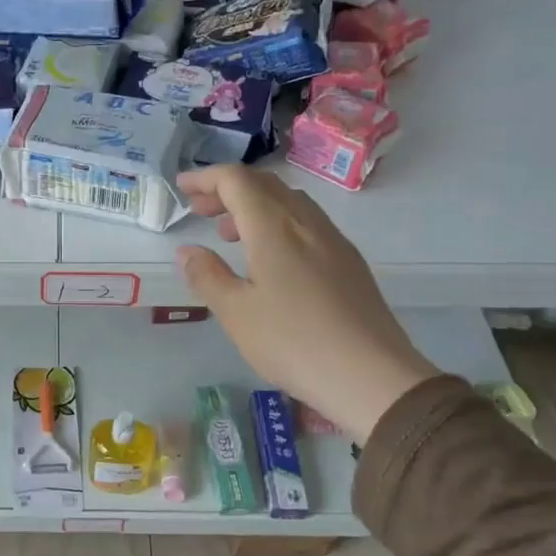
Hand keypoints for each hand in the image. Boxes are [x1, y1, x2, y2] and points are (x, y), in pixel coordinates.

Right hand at [172, 165, 436, 441]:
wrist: (373, 377)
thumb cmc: (293, 342)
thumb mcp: (236, 313)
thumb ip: (207, 276)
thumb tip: (187, 251)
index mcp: (274, 227)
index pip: (236, 181)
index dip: (206, 178)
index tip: (182, 188)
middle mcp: (306, 222)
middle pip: (264, 185)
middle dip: (227, 190)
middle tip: (200, 210)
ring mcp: (334, 241)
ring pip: (289, 202)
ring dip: (254, 206)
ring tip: (229, 235)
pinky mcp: (350, 263)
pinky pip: (307, 224)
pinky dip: (278, 224)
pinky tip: (271, 259)